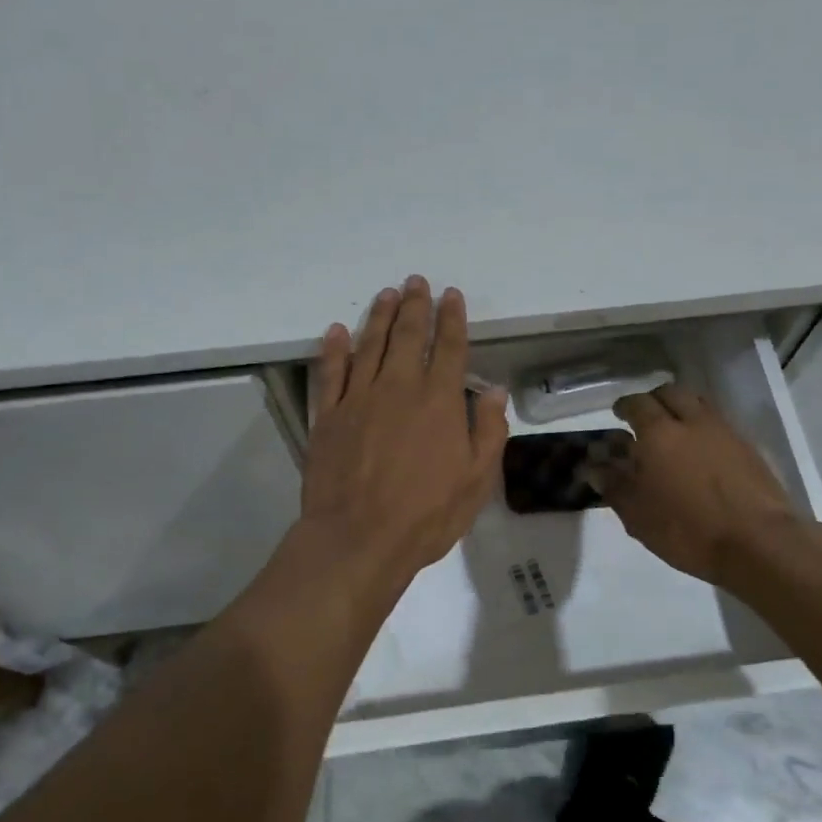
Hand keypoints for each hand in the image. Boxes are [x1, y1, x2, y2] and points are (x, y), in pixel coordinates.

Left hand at [301, 276, 508, 585]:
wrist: (358, 539)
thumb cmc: (426, 514)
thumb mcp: (476, 480)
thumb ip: (489, 431)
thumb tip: (494, 392)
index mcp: (438, 400)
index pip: (449, 348)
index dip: (452, 318)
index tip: (451, 295)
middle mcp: (398, 387)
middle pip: (407, 335)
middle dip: (415, 305)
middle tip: (416, 282)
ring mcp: (358, 398)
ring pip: (369, 345)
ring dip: (379, 317)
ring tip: (386, 294)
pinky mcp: (327, 416)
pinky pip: (330, 373)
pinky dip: (333, 349)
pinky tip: (336, 332)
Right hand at [589, 384, 820, 589]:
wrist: (759, 542)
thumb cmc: (688, 529)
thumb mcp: (638, 515)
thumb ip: (614, 486)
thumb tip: (594, 467)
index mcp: (658, 433)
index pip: (636, 404)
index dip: (625, 406)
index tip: (618, 415)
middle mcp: (691, 421)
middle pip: (670, 392)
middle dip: (654, 399)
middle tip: (645, 418)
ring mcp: (724, 431)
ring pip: (698, 402)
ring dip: (681, 408)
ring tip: (674, 430)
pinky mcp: (748, 447)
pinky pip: (719, 423)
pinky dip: (704, 426)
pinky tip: (702, 451)